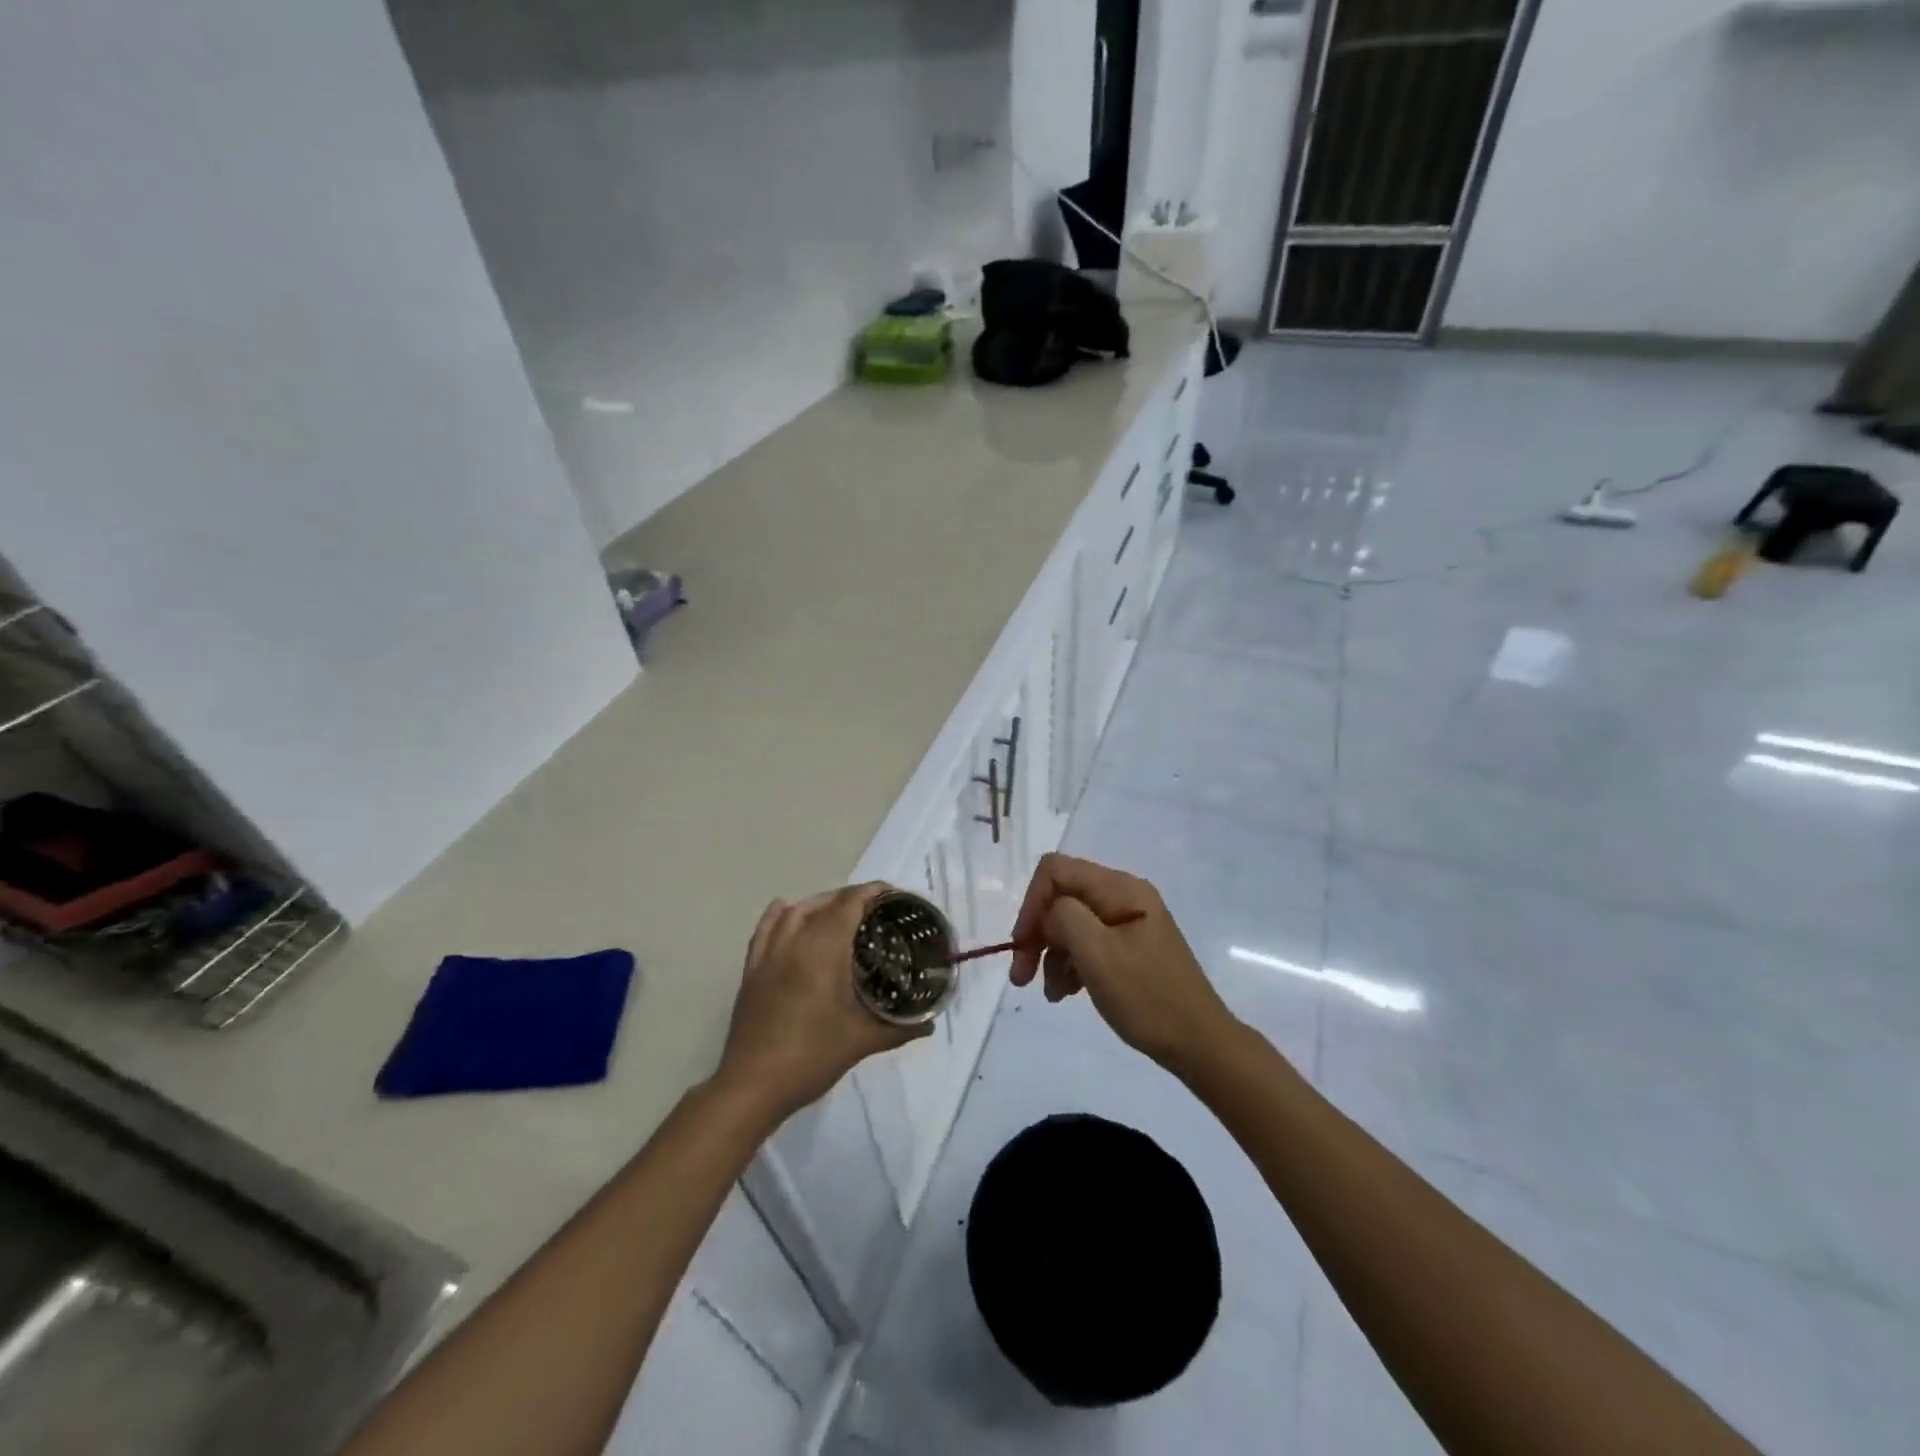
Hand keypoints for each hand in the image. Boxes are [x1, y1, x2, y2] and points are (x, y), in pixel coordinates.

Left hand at [716, 884, 930, 1122]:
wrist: (752, 1086)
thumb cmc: (811, 1058)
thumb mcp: (861, 1042)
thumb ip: (898, 1029)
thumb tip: (929, 1024)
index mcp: (823, 952)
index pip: (849, 905)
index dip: (871, 893)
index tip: (894, 896)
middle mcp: (794, 943)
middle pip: (824, 904)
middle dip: (851, 898)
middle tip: (876, 910)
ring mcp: (769, 956)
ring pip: (794, 912)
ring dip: (820, 904)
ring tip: (841, 912)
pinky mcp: (751, 972)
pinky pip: (764, 931)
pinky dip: (778, 915)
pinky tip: (785, 909)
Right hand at [1009, 853, 1236, 1075]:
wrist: (1199, 1044)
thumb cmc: (1147, 998)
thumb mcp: (1098, 954)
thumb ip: (1065, 917)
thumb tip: (1050, 912)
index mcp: (1120, 888)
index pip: (1056, 870)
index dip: (1032, 903)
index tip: (1022, 945)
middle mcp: (1124, 896)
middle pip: (1062, 897)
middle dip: (1037, 934)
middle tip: (1022, 975)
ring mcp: (1128, 922)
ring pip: (1071, 923)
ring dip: (1051, 955)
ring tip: (1050, 993)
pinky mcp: (1129, 947)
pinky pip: (1088, 943)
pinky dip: (1070, 964)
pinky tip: (1066, 992)